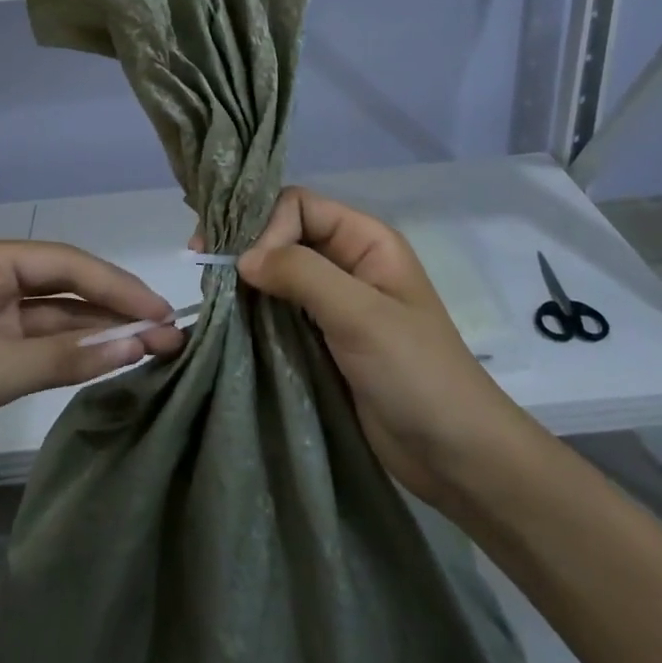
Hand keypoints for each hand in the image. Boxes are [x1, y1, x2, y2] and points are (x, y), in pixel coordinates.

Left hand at [0, 240, 182, 504]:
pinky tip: (109, 362)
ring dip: (96, 334)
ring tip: (152, 347)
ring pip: (53, 321)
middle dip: (112, 309)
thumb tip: (139, 343)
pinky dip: (70, 357)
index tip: (161, 309)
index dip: (115, 284)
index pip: (62, 262)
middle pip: (61, 288)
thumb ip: (64, 357)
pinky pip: (37, 350)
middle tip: (167, 331)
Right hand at [237, 188, 518, 510]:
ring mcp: (333, 303)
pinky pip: (278, 311)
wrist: (456, 456)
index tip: (242, 265)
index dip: (266, 225)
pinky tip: (228, 320)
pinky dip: (253, 311)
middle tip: (205, 269)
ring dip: (245, 281)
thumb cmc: (417, 374)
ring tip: (211, 297)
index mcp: (366, 240)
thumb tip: (241, 257)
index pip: (299, 206)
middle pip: (284, 234)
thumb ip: (302, 274)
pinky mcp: (321, 339)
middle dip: (246, 246)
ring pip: (277, 273)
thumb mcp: (362, 315)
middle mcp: (347, 262)